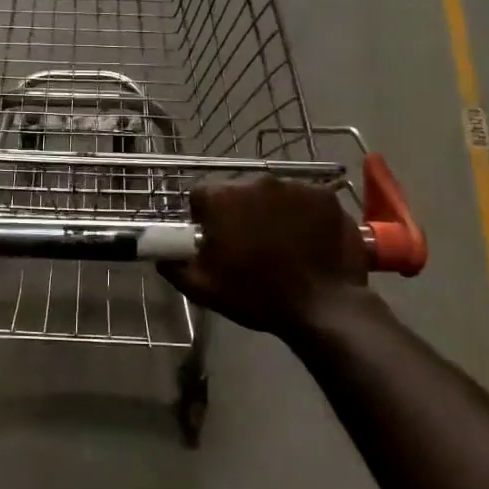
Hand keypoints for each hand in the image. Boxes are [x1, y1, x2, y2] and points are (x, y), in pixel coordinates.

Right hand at [160, 177, 371, 337]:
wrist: (323, 307)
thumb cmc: (257, 296)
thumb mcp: (204, 288)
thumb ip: (174, 266)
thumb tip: (162, 255)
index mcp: (223, 198)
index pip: (200, 194)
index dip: (203, 216)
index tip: (213, 238)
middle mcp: (257, 182)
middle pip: (239, 191)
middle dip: (239, 211)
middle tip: (248, 243)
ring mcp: (296, 187)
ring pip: (273, 194)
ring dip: (271, 211)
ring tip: (281, 244)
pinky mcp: (326, 196)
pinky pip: (306, 200)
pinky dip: (303, 215)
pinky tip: (307, 240)